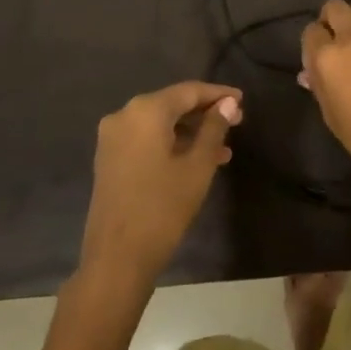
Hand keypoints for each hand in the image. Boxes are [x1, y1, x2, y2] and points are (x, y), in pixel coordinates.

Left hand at [79, 81, 241, 299]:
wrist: (117, 258)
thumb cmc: (163, 208)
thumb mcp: (197, 167)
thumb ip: (214, 129)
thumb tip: (227, 104)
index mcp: (145, 111)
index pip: (188, 91)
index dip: (217, 94)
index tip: (242, 100)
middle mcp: (124, 115)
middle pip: (171, 104)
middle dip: (204, 113)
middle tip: (236, 122)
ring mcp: (112, 137)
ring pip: (159, 123)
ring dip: (190, 131)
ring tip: (223, 147)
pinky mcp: (109, 157)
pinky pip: (146, 139)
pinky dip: (170, 143)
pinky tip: (196, 158)